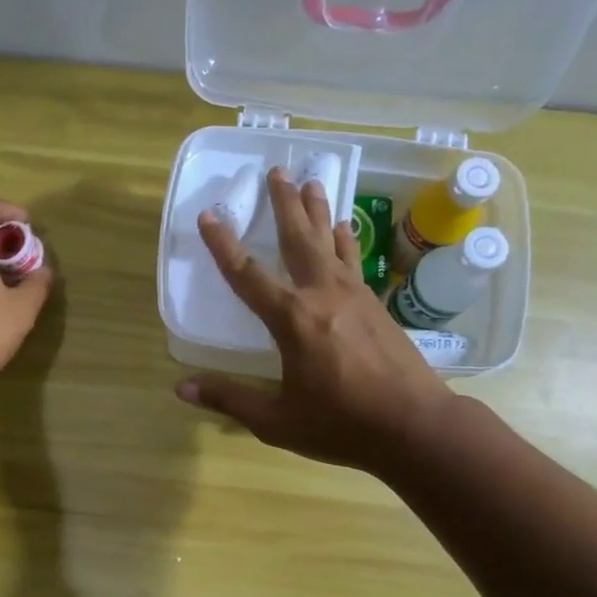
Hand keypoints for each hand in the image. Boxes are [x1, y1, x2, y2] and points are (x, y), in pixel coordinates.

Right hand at [177, 168, 455, 473]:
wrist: (415, 426)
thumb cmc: (341, 424)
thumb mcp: (277, 420)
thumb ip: (230, 399)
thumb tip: (182, 388)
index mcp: (292, 320)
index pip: (248, 276)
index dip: (224, 245)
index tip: (209, 215)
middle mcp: (322, 295)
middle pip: (298, 240)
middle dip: (283, 205)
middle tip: (276, 171)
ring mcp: (354, 296)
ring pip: (330, 242)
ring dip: (318, 211)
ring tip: (311, 181)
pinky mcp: (375, 305)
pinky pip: (353, 261)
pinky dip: (345, 241)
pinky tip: (344, 229)